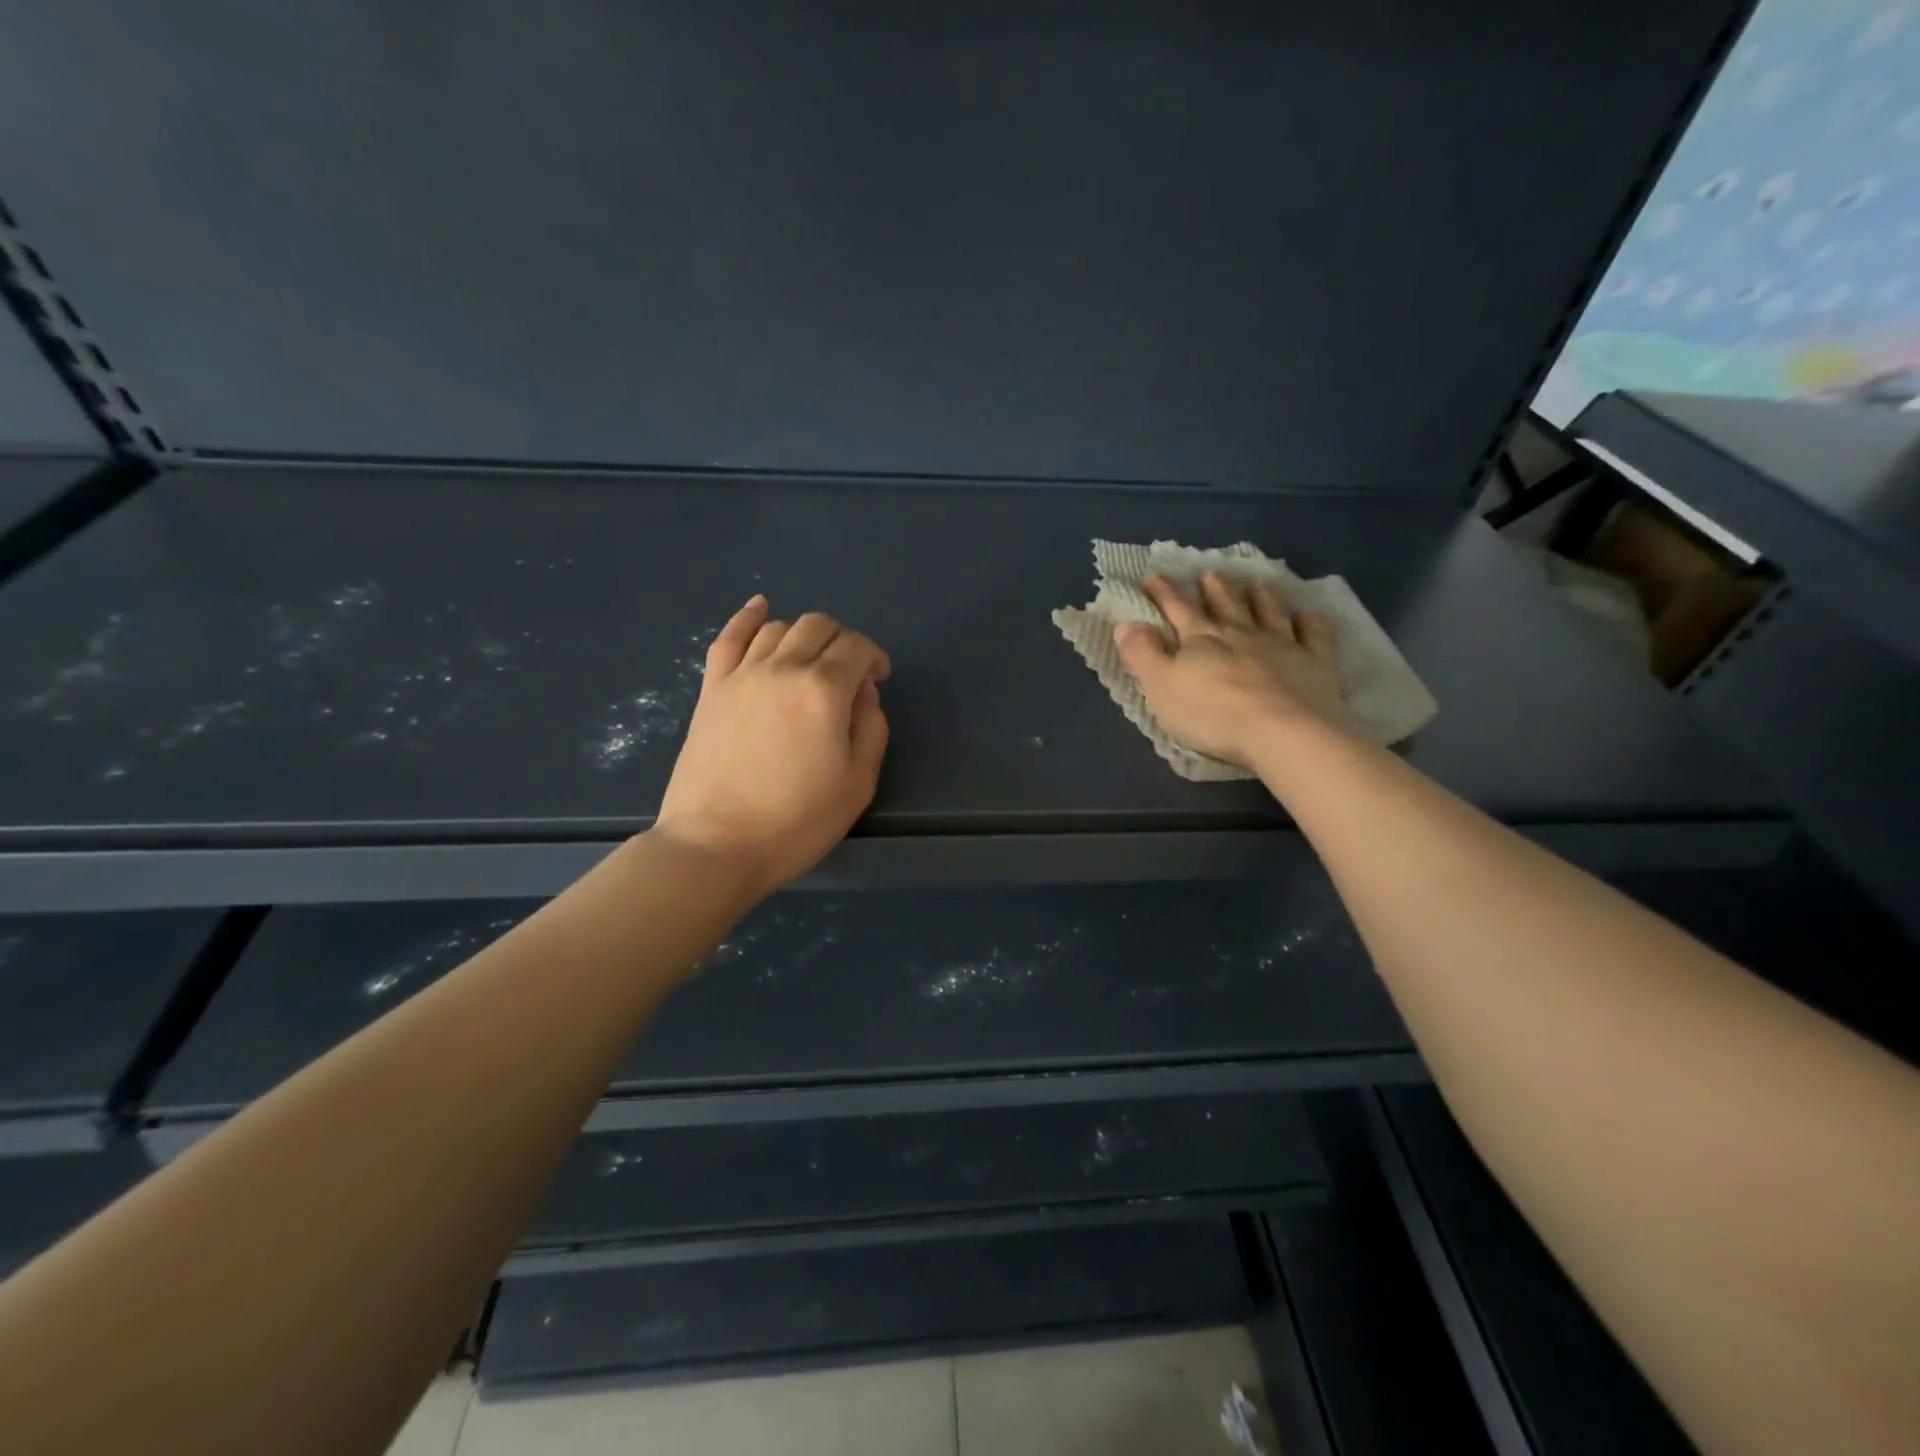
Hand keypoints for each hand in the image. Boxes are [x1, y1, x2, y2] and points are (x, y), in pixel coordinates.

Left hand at [654, 596, 890, 897]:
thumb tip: (863, 692)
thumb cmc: (796, 821)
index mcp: (824, 690)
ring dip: (804, 636)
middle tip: (849, 673)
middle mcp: (783, 668)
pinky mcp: (711, 689)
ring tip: (811, 662)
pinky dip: (747, 617)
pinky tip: (759, 608)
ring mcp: (741, 675)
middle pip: (819, 627)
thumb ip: (871, 728)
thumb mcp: (858, 783)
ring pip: (779, 628)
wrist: (716, 845)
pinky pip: (729, 638)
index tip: (879, 679)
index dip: (875, 657)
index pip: (856, 647)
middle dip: (843, 641)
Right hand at [1114, 573, 1350, 768]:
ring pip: (1269, 613)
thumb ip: (1142, 655)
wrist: (1284, 732)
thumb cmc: (1213, 713)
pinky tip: (1308, 615)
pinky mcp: (1315, 663)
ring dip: (1261, 598)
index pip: (1178, 609)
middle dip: (1214, 590)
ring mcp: (1282, 645)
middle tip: (1210, 574)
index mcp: (1201, 640)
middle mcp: (1241, 633)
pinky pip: (1314, 635)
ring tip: (1258, 584)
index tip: (1154, 577)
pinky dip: (1310, 622)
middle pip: (1225, 606)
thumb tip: (1125, 623)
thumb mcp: (1161, 686)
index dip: (1164, 593)